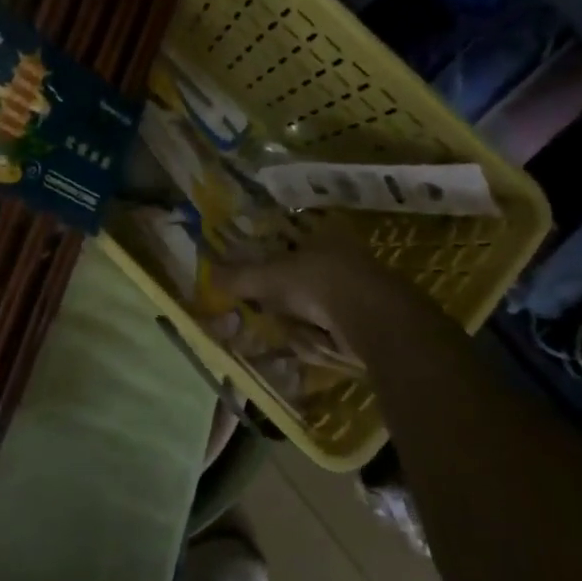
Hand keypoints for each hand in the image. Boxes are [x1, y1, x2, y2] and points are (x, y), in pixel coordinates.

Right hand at [216, 232, 460, 363]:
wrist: (374, 321)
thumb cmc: (319, 282)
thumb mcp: (270, 275)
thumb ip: (240, 276)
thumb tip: (208, 273)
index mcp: (322, 236)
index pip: (289, 243)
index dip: (269, 261)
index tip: (252, 284)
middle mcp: (340, 258)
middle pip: (298, 279)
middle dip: (279, 299)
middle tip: (262, 312)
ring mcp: (355, 291)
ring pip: (310, 307)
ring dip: (297, 323)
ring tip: (288, 331)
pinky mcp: (364, 323)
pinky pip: (327, 331)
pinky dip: (316, 340)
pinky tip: (312, 344)